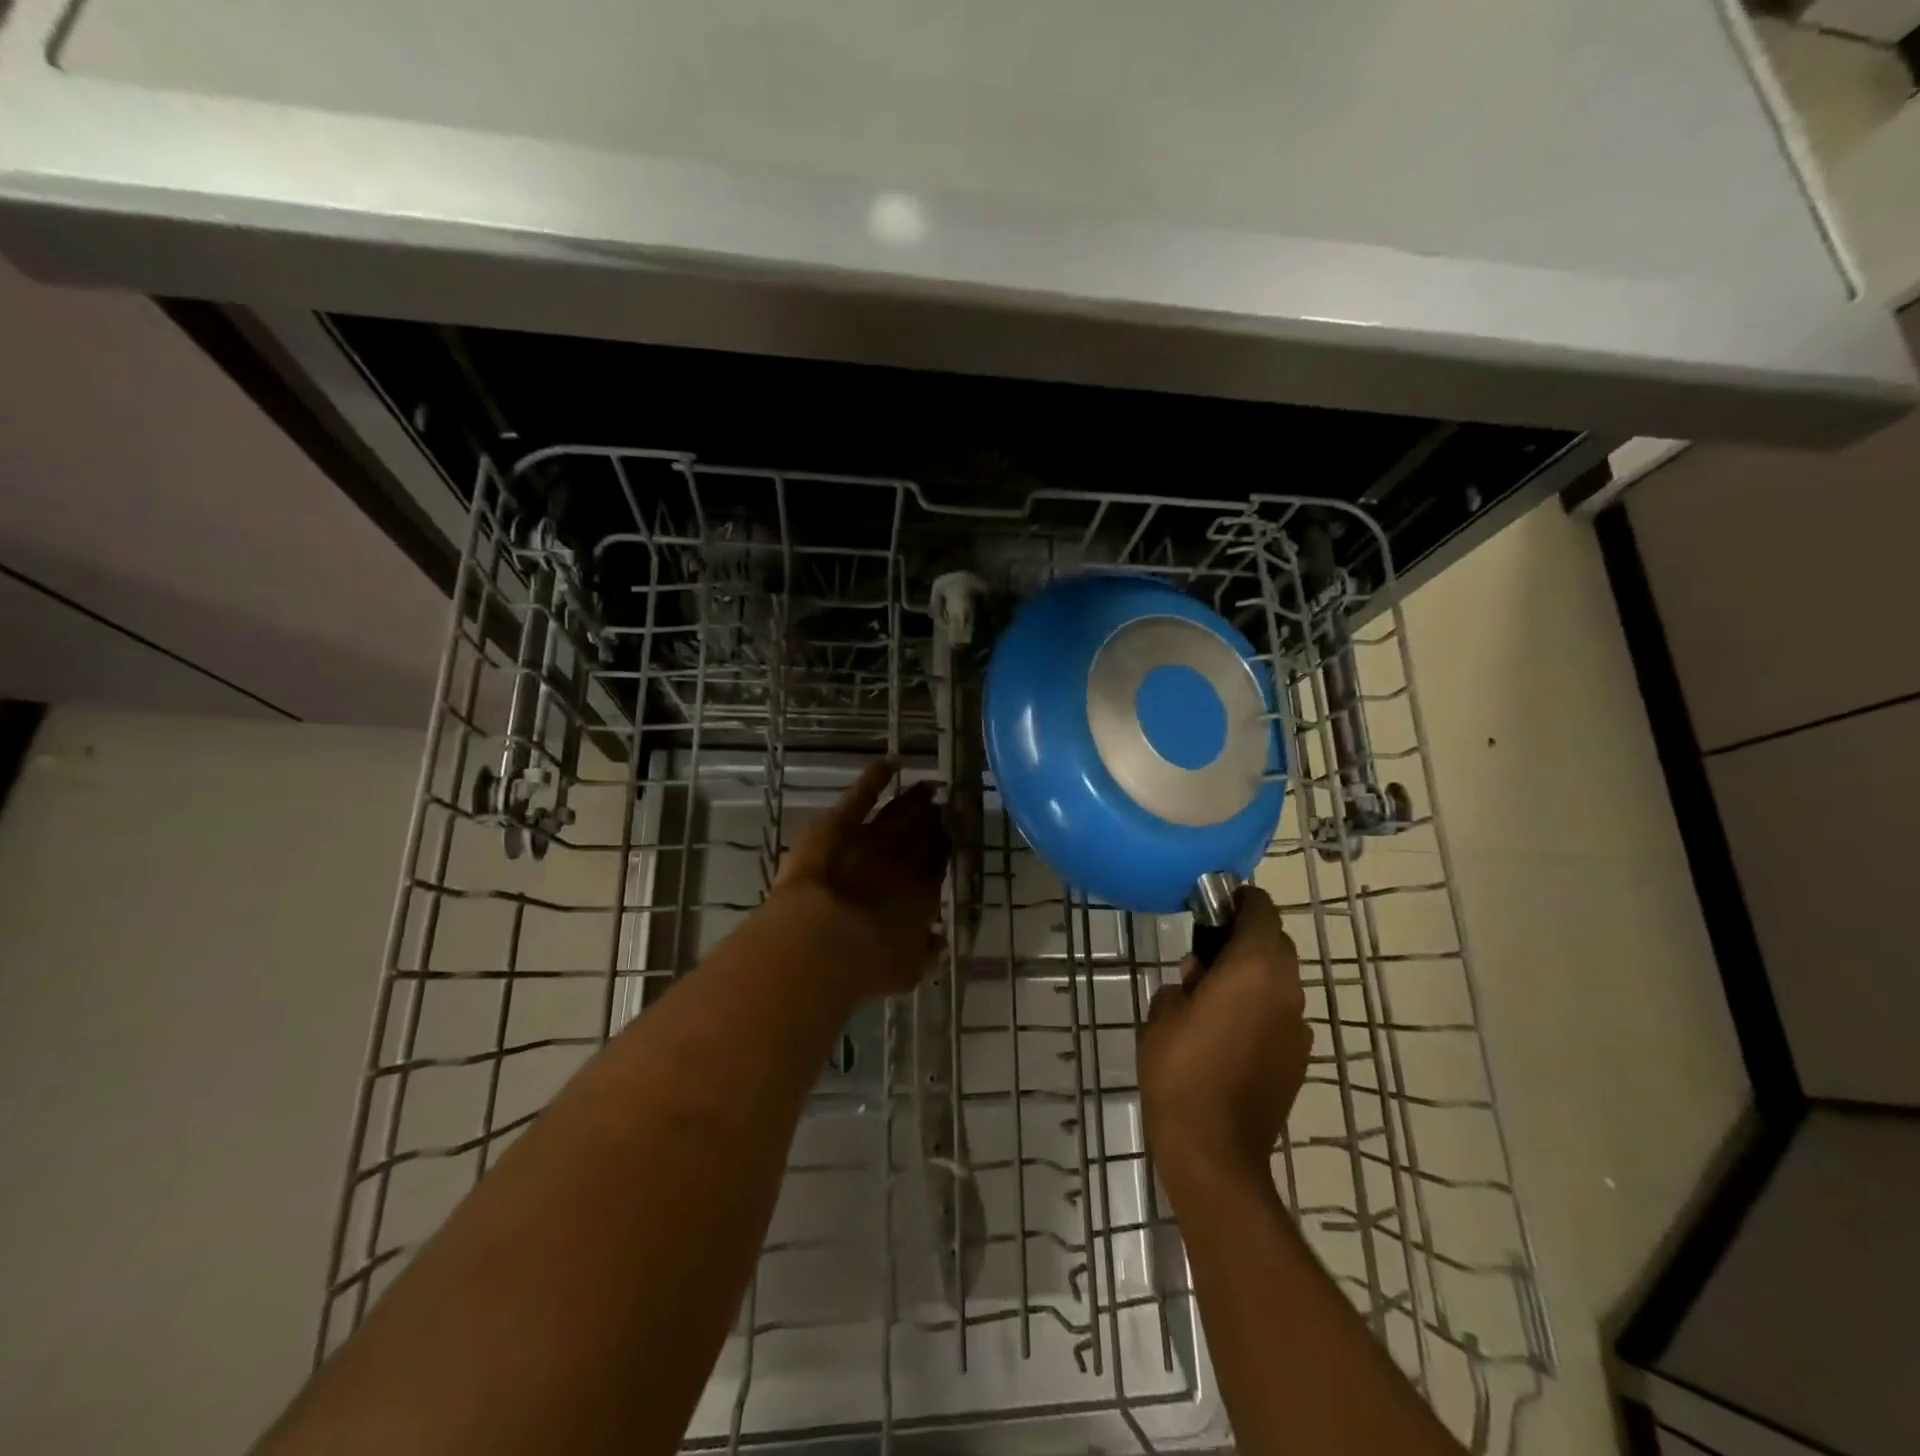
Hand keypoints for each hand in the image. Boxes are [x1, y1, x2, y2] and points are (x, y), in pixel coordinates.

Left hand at [772, 759, 952, 997]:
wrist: (826, 943)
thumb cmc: (866, 964)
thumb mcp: (905, 969)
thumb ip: (924, 954)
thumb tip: (940, 943)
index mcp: (920, 895)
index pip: (936, 864)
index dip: (942, 848)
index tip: (948, 835)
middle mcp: (903, 862)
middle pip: (921, 835)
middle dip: (932, 820)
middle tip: (941, 805)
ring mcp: (872, 839)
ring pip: (899, 814)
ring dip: (914, 799)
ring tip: (928, 786)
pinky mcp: (841, 823)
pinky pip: (863, 794)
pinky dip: (876, 777)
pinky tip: (890, 761)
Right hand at [1138, 885, 1310, 1185]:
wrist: (1214, 1150)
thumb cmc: (1180, 1069)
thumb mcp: (1162, 1012)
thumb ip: (1182, 981)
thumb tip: (1198, 977)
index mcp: (1254, 968)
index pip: (1260, 910)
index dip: (1239, 900)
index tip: (1212, 905)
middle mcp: (1286, 990)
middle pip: (1275, 943)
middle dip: (1245, 939)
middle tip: (1206, 953)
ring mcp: (1298, 1027)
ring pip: (1280, 981)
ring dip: (1254, 976)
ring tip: (1213, 995)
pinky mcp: (1298, 1059)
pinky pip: (1281, 1014)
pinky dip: (1261, 1009)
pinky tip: (1229, 1033)